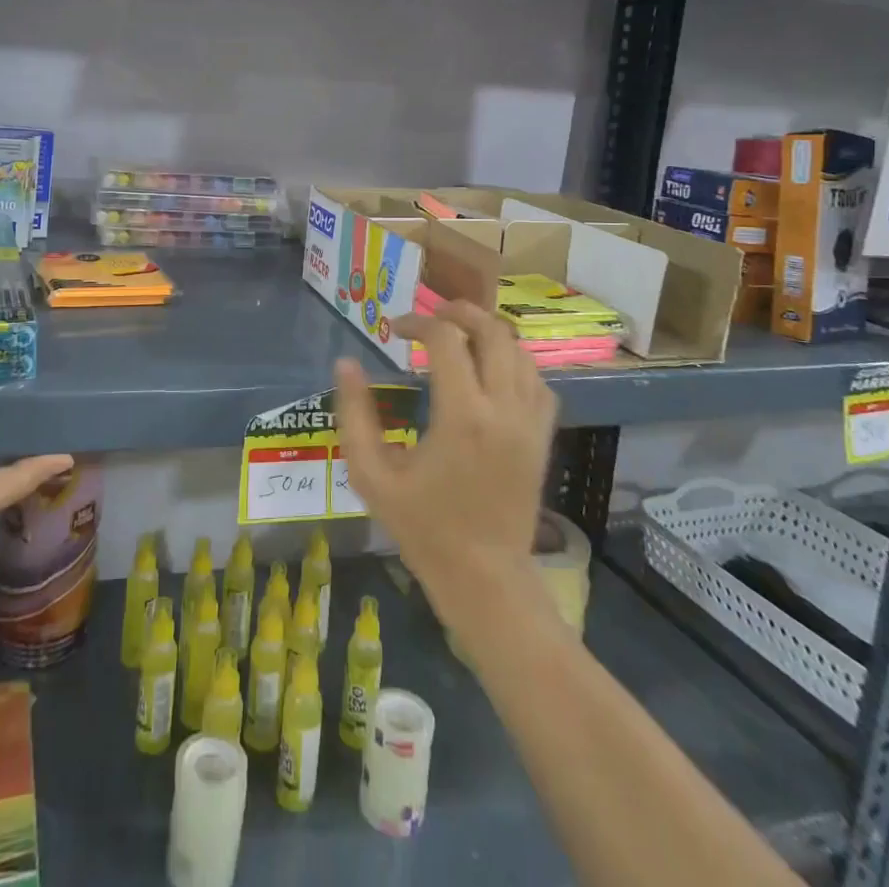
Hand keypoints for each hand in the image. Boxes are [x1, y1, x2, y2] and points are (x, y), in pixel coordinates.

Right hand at [335, 301, 556, 615]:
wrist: (484, 576)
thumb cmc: (423, 526)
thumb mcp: (372, 475)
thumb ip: (355, 415)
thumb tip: (345, 364)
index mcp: (462, 415)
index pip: (445, 339)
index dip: (416, 322)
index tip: (393, 329)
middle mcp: (503, 409)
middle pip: (493, 331)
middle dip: (460, 311)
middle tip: (432, 315)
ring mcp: (530, 422)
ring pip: (520, 352)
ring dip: (488, 334)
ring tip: (458, 336)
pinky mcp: (543, 437)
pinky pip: (538, 382)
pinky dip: (514, 363)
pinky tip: (490, 372)